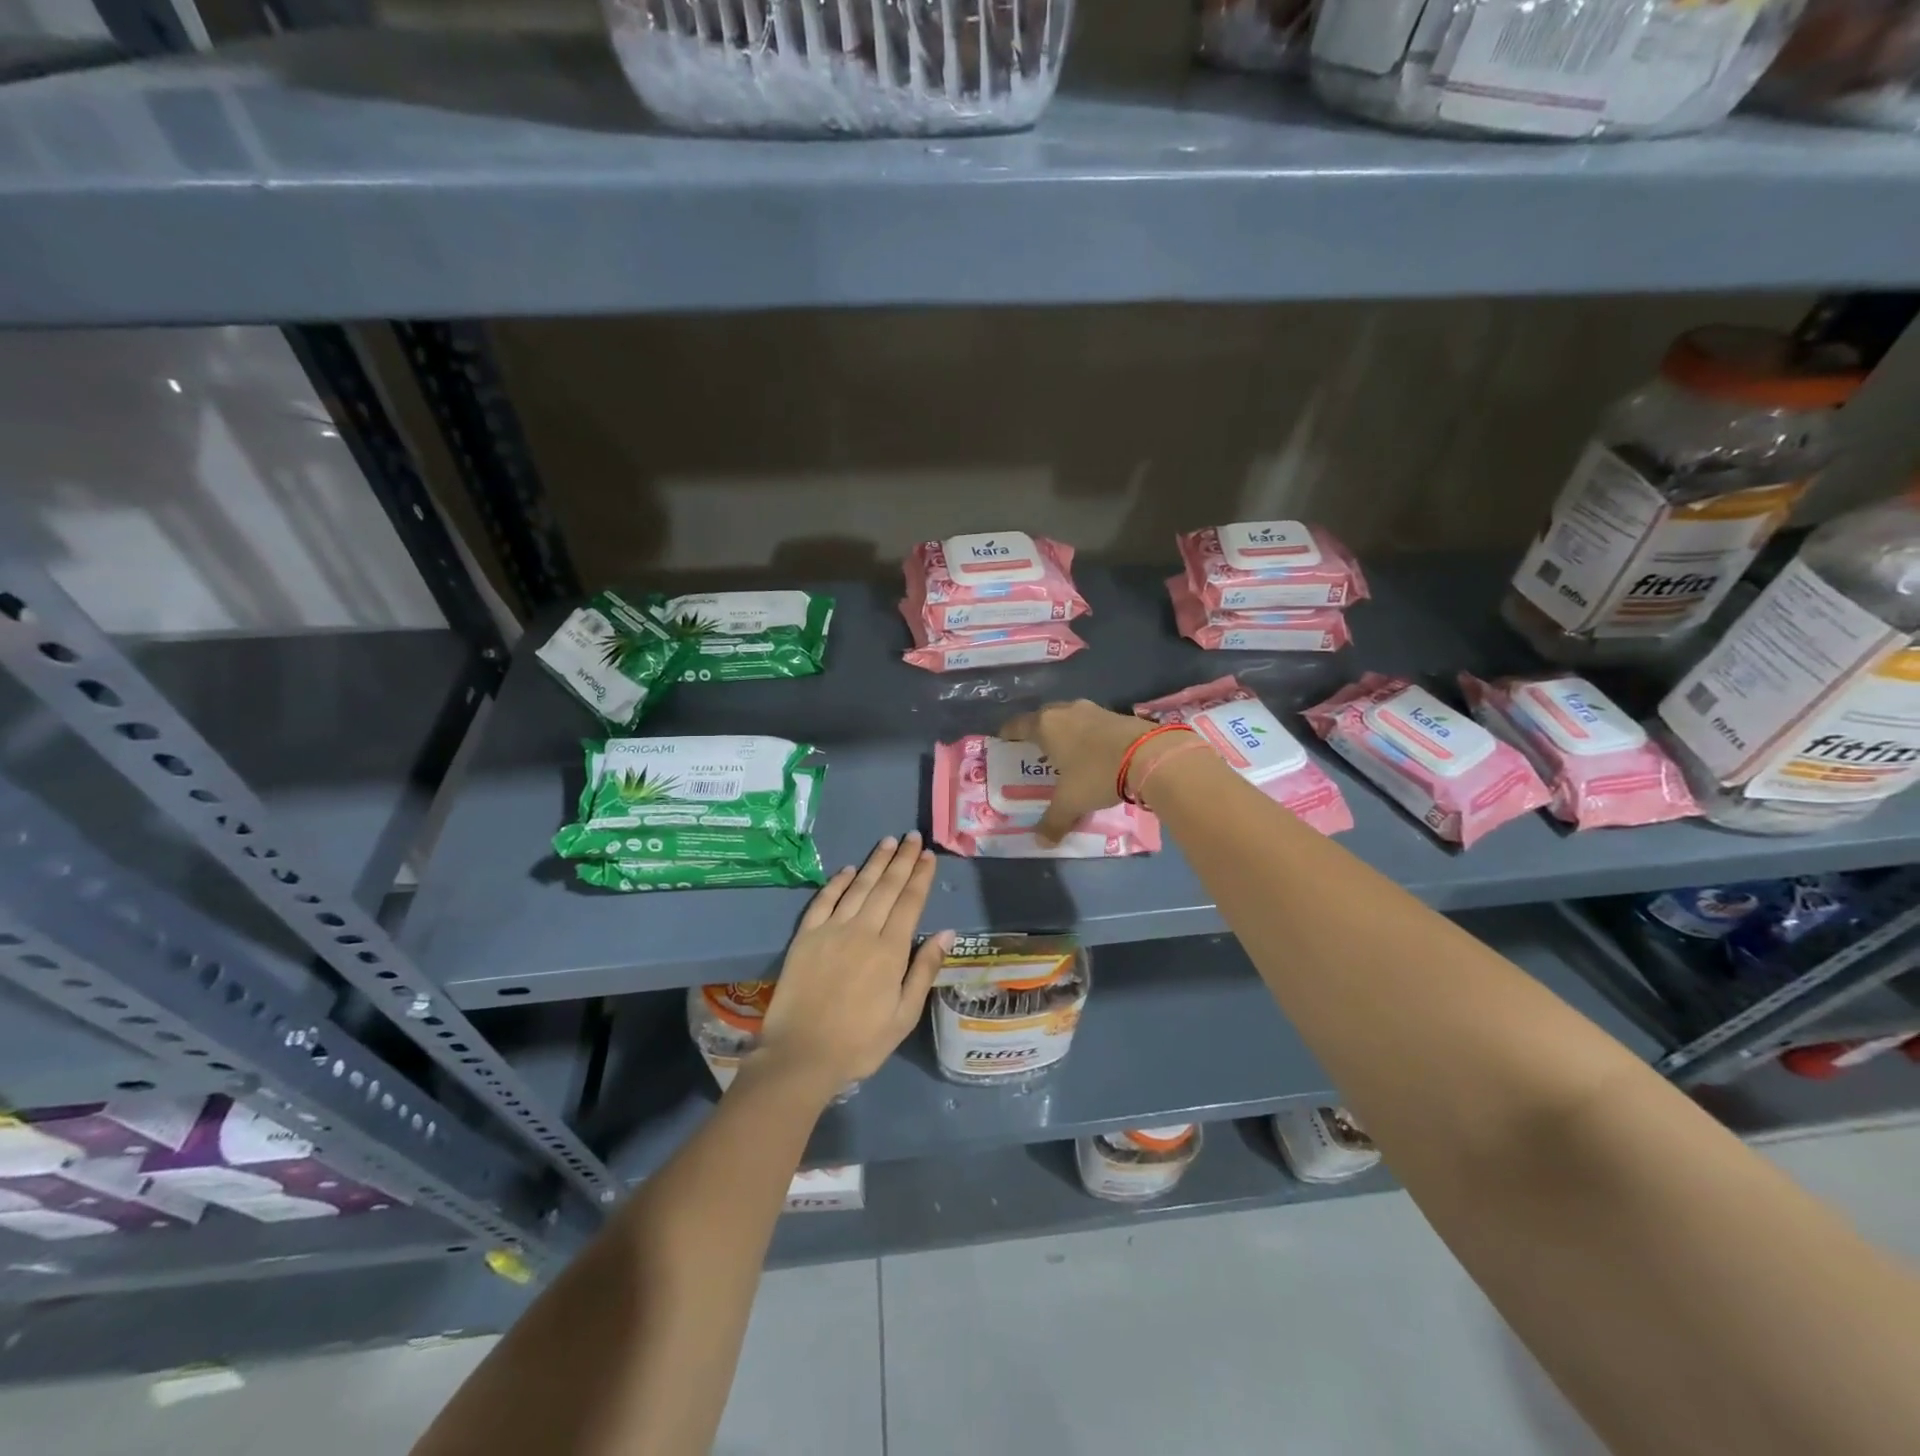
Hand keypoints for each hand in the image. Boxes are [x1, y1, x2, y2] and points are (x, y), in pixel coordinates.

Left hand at [754, 833, 951, 1093]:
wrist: (801, 1055)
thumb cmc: (860, 1042)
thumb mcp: (904, 1015)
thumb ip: (924, 970)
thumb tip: (946, 932)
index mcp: (890, 950)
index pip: (910, 902)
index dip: (920, 877)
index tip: (928, 855)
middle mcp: (862, 931)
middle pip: (886, 887)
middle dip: (902, 860)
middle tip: (912, 837)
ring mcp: (831, 931)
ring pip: (857, 887)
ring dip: (874, 863)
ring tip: (888, 842)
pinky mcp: (805, 937)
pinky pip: (823, 901)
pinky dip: (837, 883)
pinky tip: (847, 869)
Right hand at [1001, 699, 1160, 845]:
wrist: (1149, 755)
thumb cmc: (1097, 774)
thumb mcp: (1071, 802)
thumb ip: (1053, 821)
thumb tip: (1041, 842)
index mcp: (1046, 726)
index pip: (1018, 726)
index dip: (1008, 734)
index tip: (1003, 741)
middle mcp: (1066, 711)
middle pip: (1043, 718)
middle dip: (1037, 732)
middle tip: (1034, 750)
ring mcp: (1093, 710)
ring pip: (1070, 718)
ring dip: (1065, 732)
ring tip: (1064, 752)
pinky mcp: (1117, 714)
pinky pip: (1092, 724)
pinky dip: (1087, 735)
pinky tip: (1092, 752)